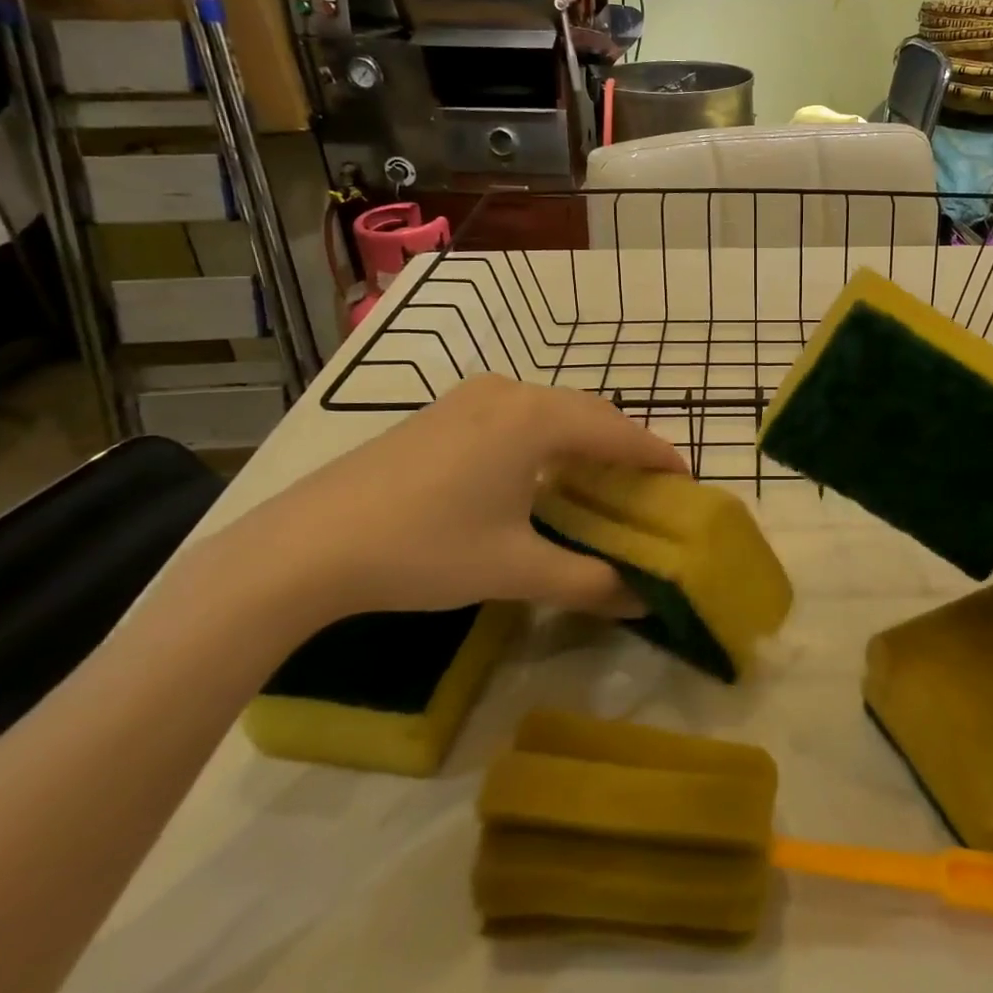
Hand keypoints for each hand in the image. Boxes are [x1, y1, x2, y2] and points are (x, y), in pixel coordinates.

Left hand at [206, 376, 686, 628]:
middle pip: (589, 413)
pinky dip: (546, 436)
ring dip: (584, 439)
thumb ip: (587, 582)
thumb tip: (642, 599)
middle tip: (646, 486)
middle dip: (624, 445)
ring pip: (551, 409)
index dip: (658, 457)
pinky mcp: (442, 410)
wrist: (306, 545)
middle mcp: (510, 392)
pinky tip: (538, 471)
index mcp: (537, 420)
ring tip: (600, 478)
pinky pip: (517, 413)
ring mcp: (471, 396)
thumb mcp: (514, 569)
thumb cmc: (424, 549)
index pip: (619, 433)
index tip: (686, 481)